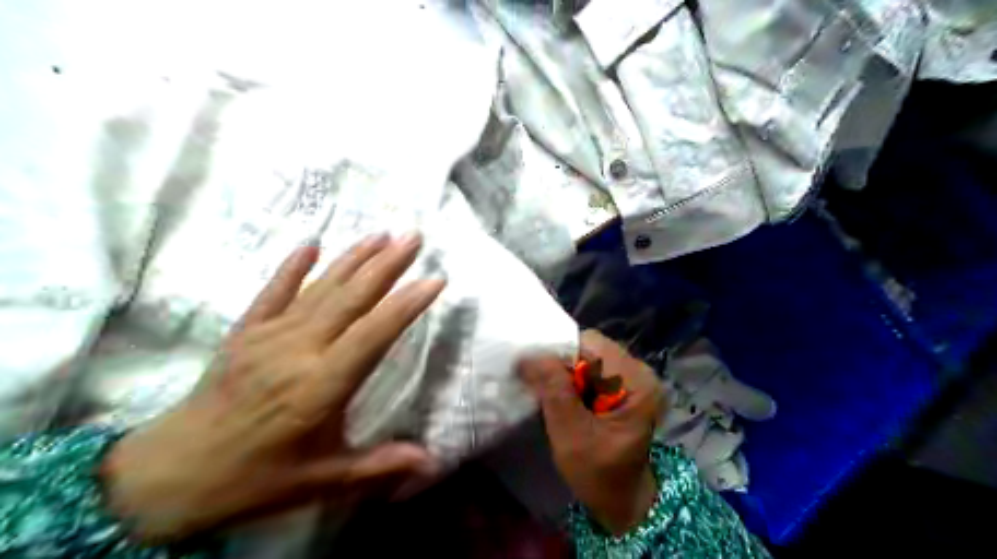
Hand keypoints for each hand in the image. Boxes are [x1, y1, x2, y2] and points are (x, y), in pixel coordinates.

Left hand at [98, 231, 443, 540]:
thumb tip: (433, 465)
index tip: (435, 279)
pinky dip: (292, 266)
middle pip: (351, 298)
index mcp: (321, 385)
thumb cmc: (257, 479)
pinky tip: (311, 243)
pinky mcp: (245, 332)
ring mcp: (268, 336)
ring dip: (353, 258)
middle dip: (387, 265)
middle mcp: (298, 350)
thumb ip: (380, 465)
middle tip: (414, 238)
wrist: (170, 475)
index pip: (374, 334)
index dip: (406, 305)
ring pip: (320, 288)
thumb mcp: (323, 480)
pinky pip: (273, 292)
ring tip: (382, 234)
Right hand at [518, 331, 665, 535]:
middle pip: (589, 348)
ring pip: (587, 357)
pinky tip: (564, 399)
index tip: (536, 373)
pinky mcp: (622, 386)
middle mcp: (639, 371)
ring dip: (565, 373)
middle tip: (542, 388)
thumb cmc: (599, 473)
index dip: (559, 354)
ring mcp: (632, 377)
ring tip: (551, 396)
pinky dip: (572, 380)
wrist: (621, 500)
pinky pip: (591, 369)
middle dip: (561, 364)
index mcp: (636, 381)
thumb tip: (528, 354)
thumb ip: (554, 391)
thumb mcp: (572, 434)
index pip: (591, 344)